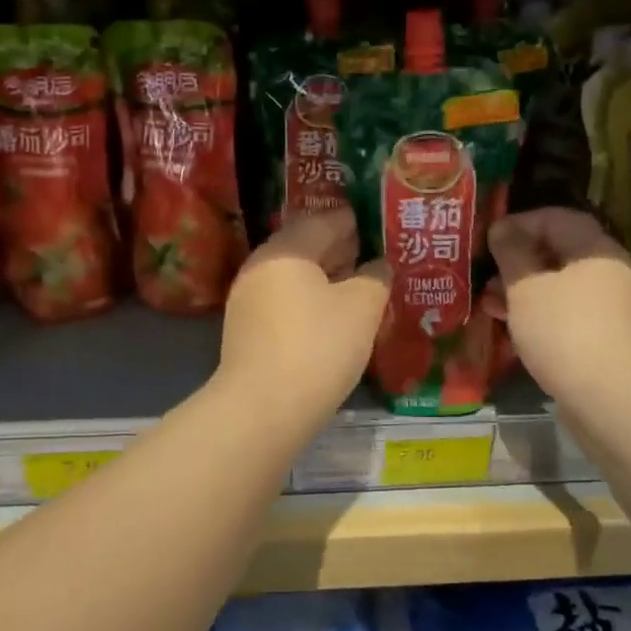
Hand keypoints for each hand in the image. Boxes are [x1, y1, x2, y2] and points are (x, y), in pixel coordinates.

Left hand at [217, 209, 389, 424]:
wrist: (263, 409)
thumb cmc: (318, 346)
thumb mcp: (362, 307)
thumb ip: (375, 277)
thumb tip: (378, 265)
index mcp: (285, 249)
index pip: (325, 221)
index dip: (356, 222)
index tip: (382, 226)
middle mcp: (260, 267)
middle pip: (307, 248)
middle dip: (343, 251)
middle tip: (378, 257)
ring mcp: (249, 301)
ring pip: (297, 279)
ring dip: (329, 280)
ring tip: (363, 289)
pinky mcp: (248, 332)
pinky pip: (287, 304)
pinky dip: (312, 304)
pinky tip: (336, 320)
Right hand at [487, 208, 630, 401]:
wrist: (607, 398)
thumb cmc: (562, 330)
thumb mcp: (525, 286)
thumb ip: (511, 252)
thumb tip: (502, 228)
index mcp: (596, 249)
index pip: (556, 218)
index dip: (519, 222)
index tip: (489, 238)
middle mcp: (608, 271)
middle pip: (557, 251)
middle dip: (517, 259)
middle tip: (486, 271)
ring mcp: (607, 306)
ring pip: (557, 284)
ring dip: (521, 288)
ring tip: (488, 300)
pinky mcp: (601, 336)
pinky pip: (563, 311)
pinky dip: (536, 311)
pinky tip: (508, 323)